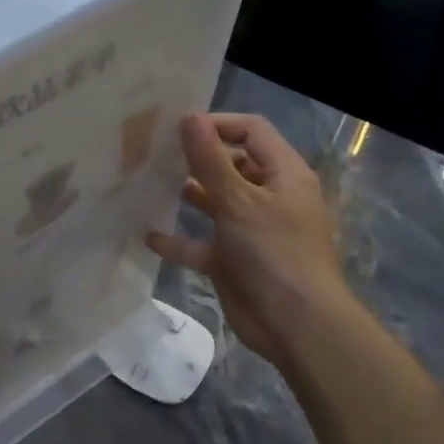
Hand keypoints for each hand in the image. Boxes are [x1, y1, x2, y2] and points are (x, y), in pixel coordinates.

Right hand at [146, 113, 353, 367]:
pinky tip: (149, 235)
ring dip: (186, 195)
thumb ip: (210, 160)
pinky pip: (201, 243)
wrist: (296, 326)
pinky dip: (178, 240)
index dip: (217, 124)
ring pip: (215, 202)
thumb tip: (189, 117)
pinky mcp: (233, 260)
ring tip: (147, 185)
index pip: (251, 132)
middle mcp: (269, 197)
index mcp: (284, 175)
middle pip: (231, 165)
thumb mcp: (240, 201)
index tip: (177, 129)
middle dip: (196, 159)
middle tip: (153, 154)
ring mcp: (250, 230)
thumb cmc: (274, 253)